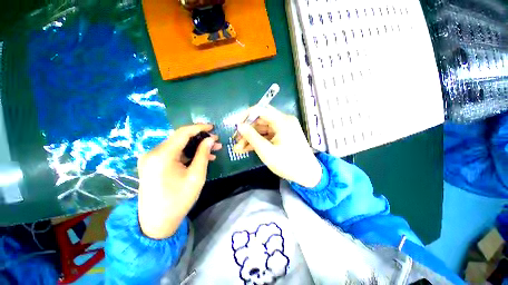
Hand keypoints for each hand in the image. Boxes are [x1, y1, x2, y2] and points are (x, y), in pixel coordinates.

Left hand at [138, 124, 221, 238]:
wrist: (156, 222)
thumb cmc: (179, 200)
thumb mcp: (196, 176)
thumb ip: (203, 154)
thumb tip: (210, 139)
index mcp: (162, 155)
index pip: (183, 133)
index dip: (199, 128)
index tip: (212, 127)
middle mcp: (153, 153)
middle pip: (180, 138)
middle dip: (200, 139)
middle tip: (216, 141)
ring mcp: (151, 158)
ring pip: (178, 146)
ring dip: (195, 147)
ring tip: (212, 150)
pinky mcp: (153, 164)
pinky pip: (173, 153)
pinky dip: (187, 154)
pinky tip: (200, 157)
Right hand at [233, 106, 321, 187]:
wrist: (308, 175)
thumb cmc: (288, 163)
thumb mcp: (267, 151)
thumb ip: (252, 137)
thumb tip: (239, 126)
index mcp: (282, 121)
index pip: (260, 109)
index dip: (246, 116)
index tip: (236, 127)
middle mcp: (283, 121)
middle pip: (260, 120)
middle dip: (247, 130)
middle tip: (236, 141)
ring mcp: (284, 128)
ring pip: (262, 128)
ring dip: (251, 137)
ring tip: (239, 148)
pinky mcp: (283, 136)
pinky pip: (268, 135)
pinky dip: (258, 140)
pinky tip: (247, 148)